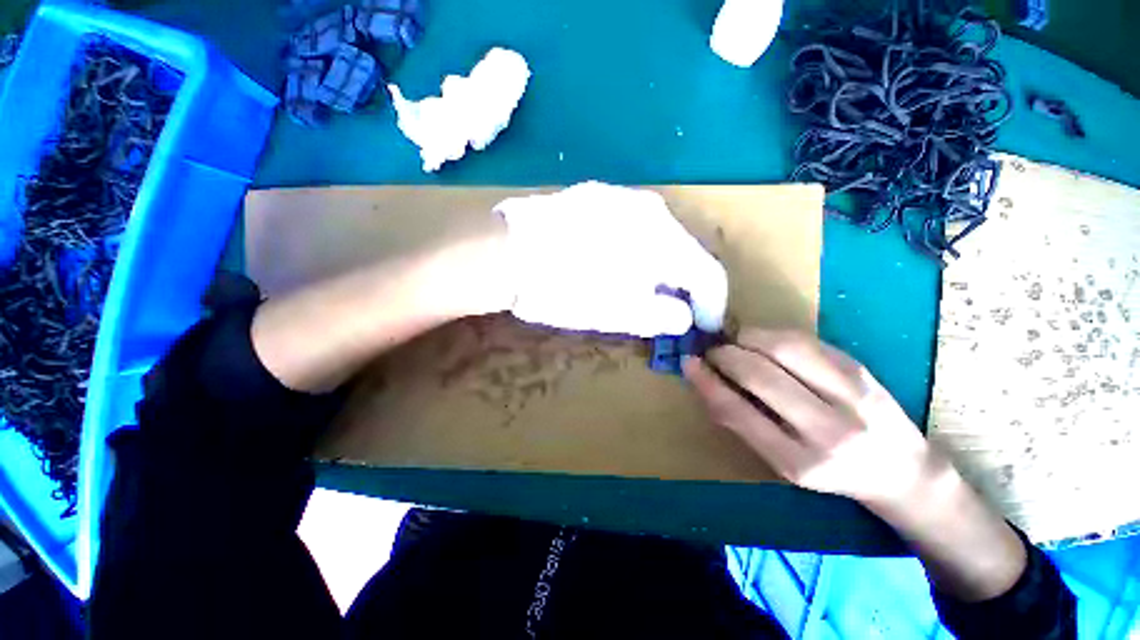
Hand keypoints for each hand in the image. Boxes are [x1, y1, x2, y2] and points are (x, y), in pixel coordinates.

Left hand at [495, 182, 727, 336]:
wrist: (505, 252)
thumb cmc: (566, 289)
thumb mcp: (620, 315)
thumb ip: (663, 317)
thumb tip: (683, 314)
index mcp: (664, 239)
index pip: (708, 275)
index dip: (712, 306)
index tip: (703, 327)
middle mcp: (651, 209)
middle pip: (684, 252)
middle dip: (683, 286)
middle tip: (669, 311)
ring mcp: (621, 197)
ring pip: (657, 237)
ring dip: (658, 266)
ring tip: (641, 289)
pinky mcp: (596, 196)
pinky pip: (631, 226)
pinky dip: (635, 249)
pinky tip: (615, 263)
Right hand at [682, 328, 931, 506]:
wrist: (902, 471)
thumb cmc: (831, 471)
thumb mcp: (781, 461)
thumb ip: (743, 422)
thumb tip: (705, 382)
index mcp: (799, 461)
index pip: (737, 412)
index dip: (706, 381)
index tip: (688, 363)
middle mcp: (828, 429)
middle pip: (759, 373)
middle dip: (724, 354)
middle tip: (711, 351)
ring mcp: (851, 393)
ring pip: (781, 347)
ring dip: (746, 338)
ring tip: (734, 343)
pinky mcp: (860, 367)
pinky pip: (802, 340)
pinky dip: (771, 335)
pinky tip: (762, 342)